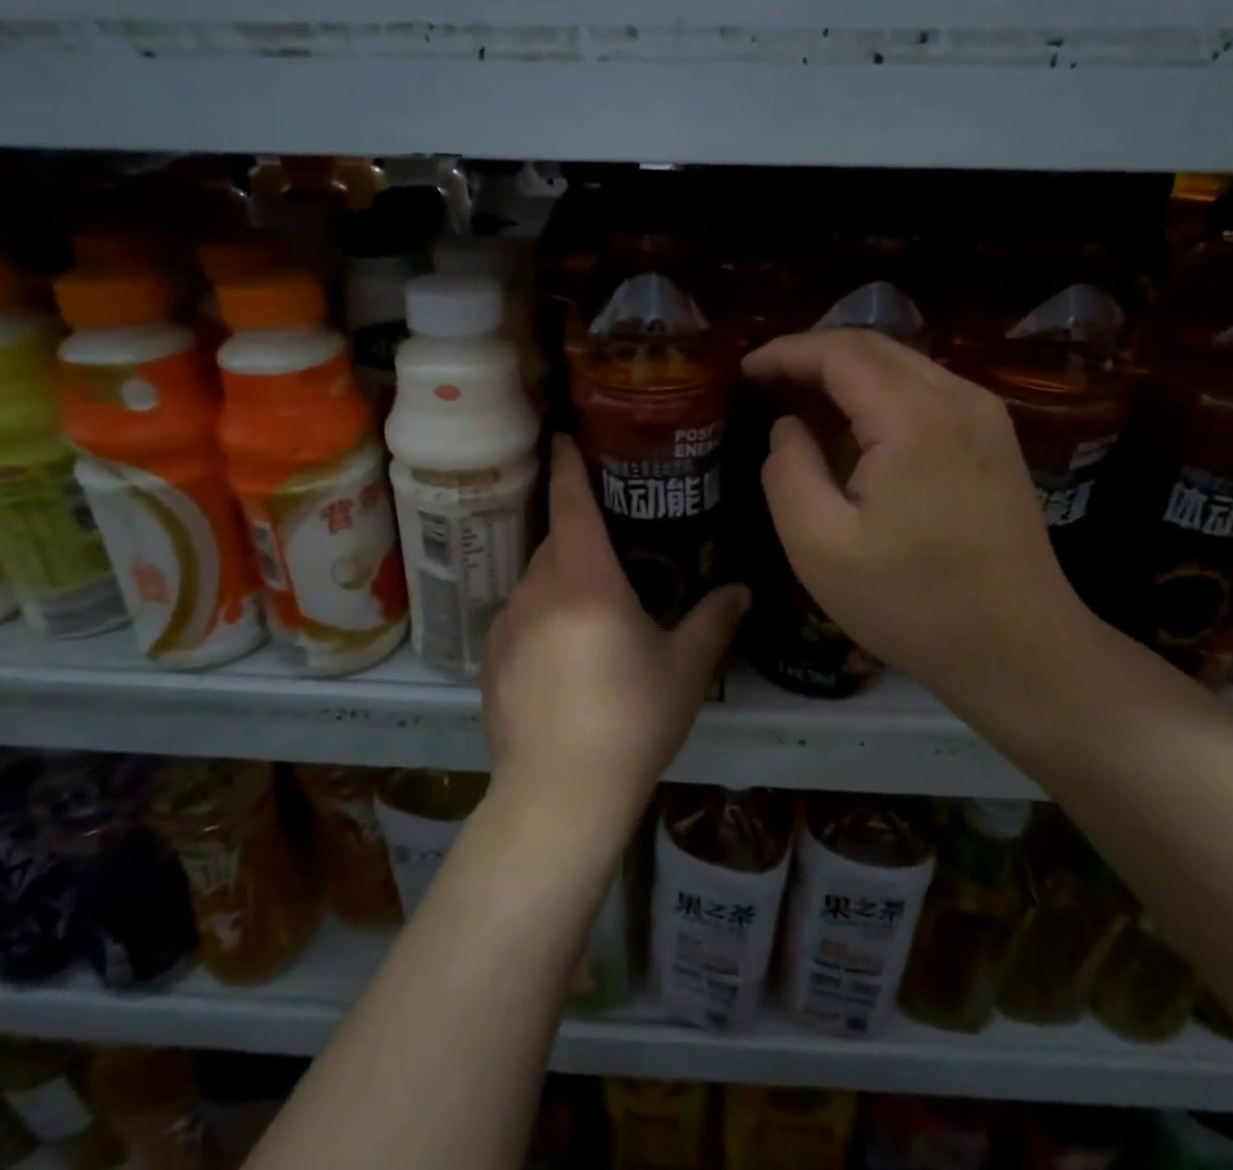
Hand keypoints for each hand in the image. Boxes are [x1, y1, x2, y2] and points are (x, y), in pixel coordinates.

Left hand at [481, 436, 749, 848]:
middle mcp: (539, 590)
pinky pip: (520, 616)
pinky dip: (542, 615)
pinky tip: (564, 653)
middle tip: (609, 541)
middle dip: (577, 532)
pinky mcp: (491, 659)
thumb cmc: (631, 720)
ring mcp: (508, 625)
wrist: (558, 794)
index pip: (572, 505)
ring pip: (535, 579)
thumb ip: (713, 621)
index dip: (569, 467)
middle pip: (555, 541)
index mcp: (586, 581)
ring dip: (561, 577)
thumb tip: (741, 589)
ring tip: (592, 606)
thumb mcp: (684, 669)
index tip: (563, 438)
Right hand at [743, 329, 1088, 704]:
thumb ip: (787, 473)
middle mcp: (957, 398)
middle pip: (874, 347)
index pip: (839, 353)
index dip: (786, 353)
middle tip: (766, 382)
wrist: (1021, 650)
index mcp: (913, 416)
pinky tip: (855, 432)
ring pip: (902, 366)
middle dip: (813, 356)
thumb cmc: (913, 603)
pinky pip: (926, 393)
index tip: (744, 369)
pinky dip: (880, 396)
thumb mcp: (819, 546)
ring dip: (847, 375)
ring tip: (801, 403)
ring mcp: (985, 416)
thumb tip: (787, 427)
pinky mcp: (995, 440)